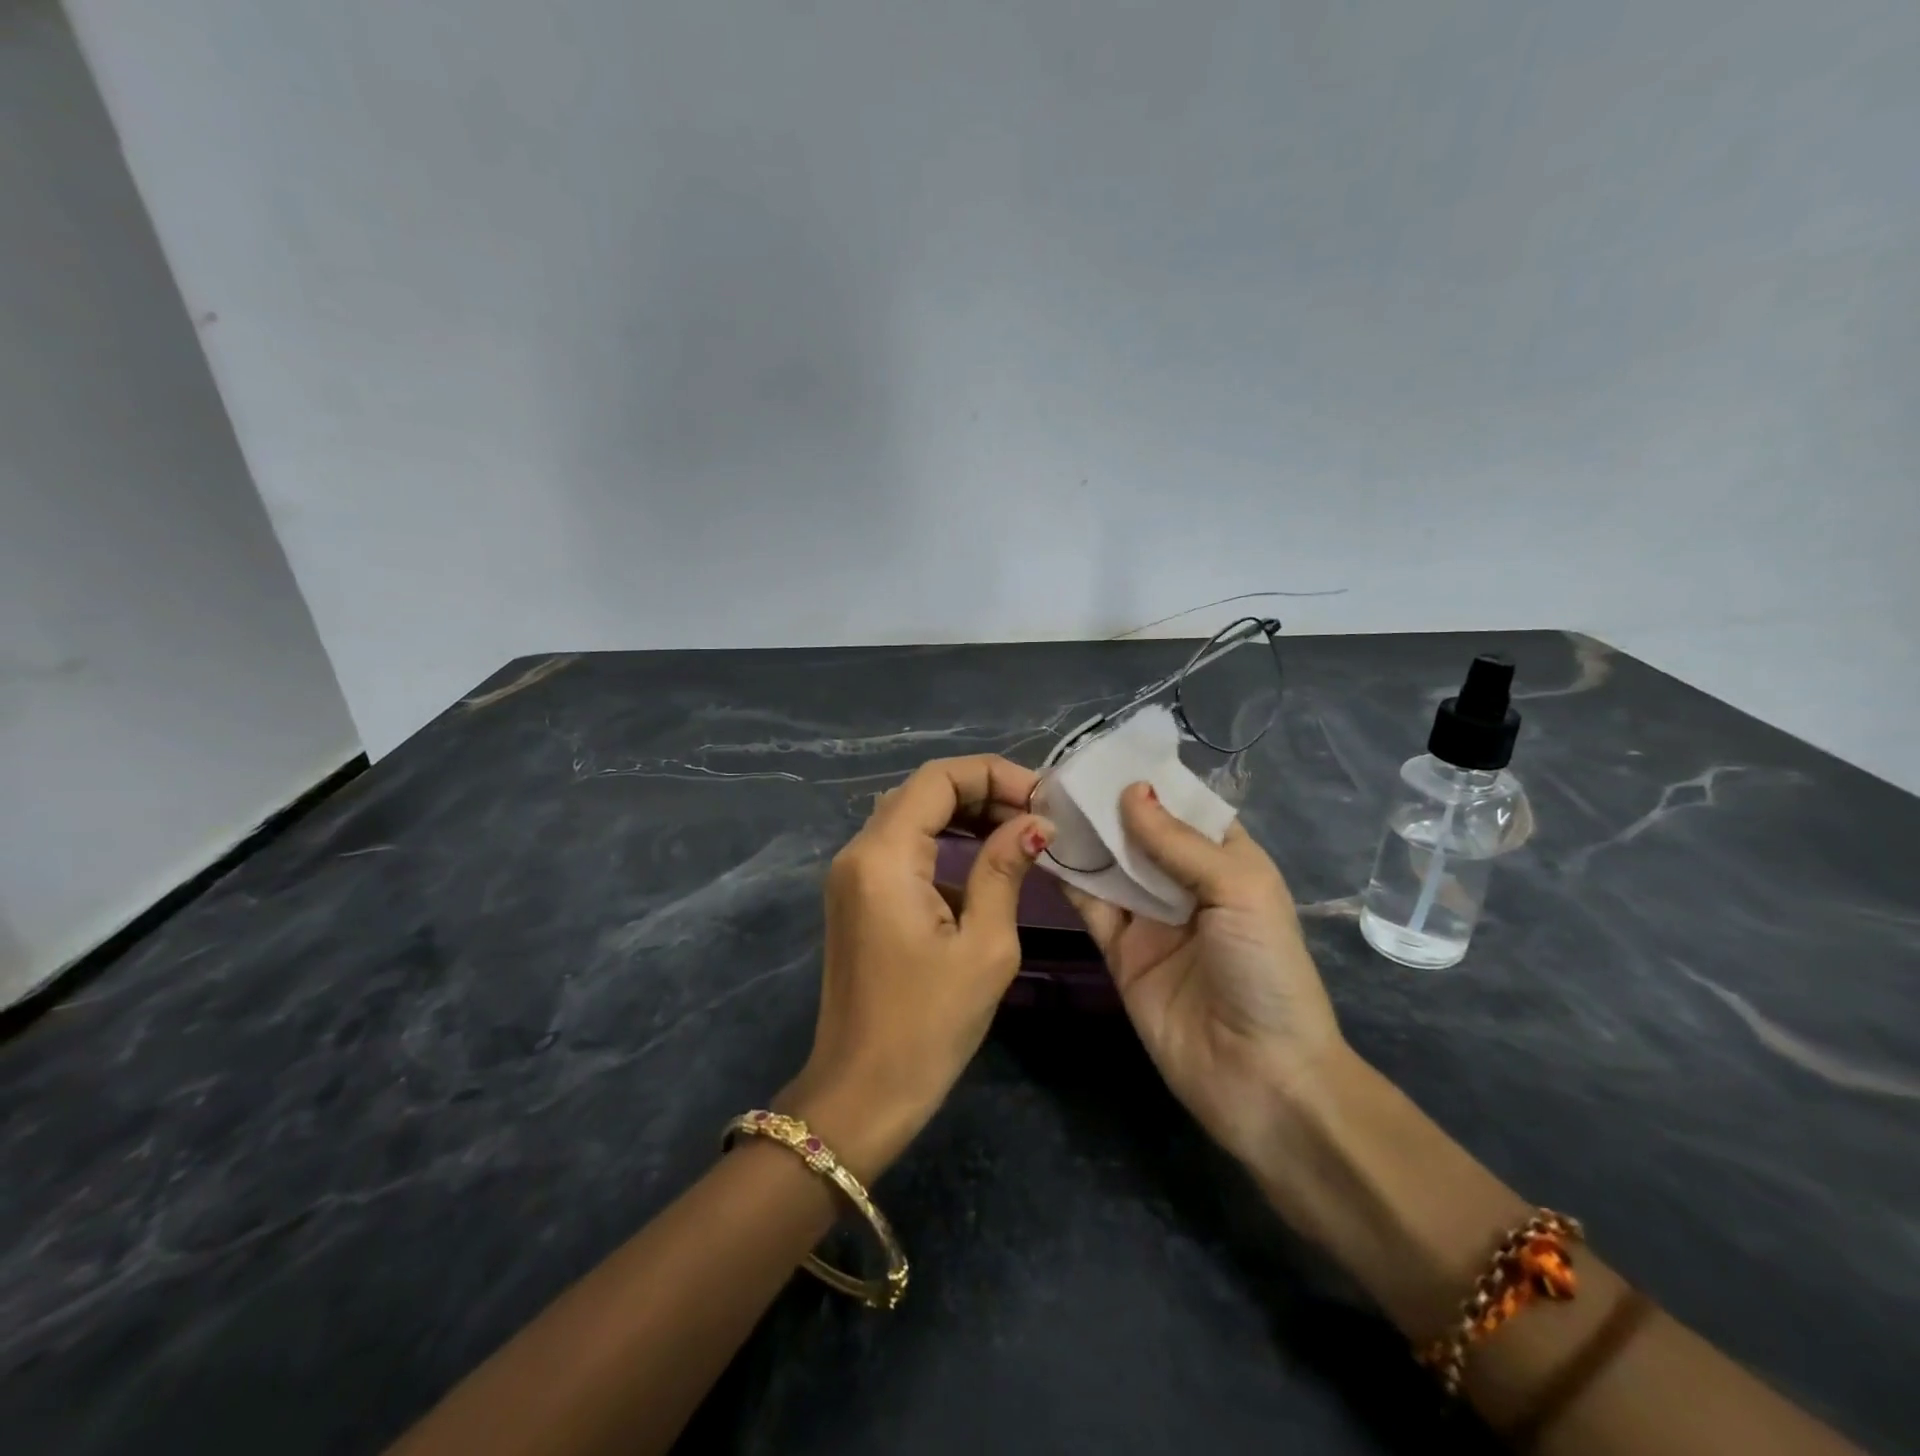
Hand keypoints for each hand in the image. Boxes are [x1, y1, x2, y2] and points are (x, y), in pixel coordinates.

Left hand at [781, 755, 1052, 1181]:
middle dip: (983, 791)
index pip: (938, 778)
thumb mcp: (984, 947)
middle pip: (922, 790)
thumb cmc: (928, 1026)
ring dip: (964, 813)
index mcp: (884, 856)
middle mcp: (858, 852)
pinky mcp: (857, 897)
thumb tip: (1034, 824)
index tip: (1044, 798)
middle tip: (1037, 815)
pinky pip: (902, 847)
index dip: (995, 775)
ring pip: (911, 815)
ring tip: (1019, 830)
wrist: (861, 1093)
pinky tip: (983, 863)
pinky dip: (944, 841)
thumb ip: (1004, 871)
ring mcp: (852, 874)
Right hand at [1062, 783, 1345, 1165]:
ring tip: (1040, 797)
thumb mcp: (1238, 890)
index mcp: (1227, 862)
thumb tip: (1131, 790)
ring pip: (1110, 864)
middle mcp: (1186, 883)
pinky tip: (1039, 845)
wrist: (1260, 1078)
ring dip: (1082, 835)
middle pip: (1140, 833)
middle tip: (1057, 771)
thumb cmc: (1264, 971)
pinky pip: (1090, 904)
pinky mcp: (1119, 949)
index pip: (1184, 808)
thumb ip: (1179, 842)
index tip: (1102, 753)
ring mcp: (1150, 917)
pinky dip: (1067, 876)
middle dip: (1106, 804)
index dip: (1149, 780)